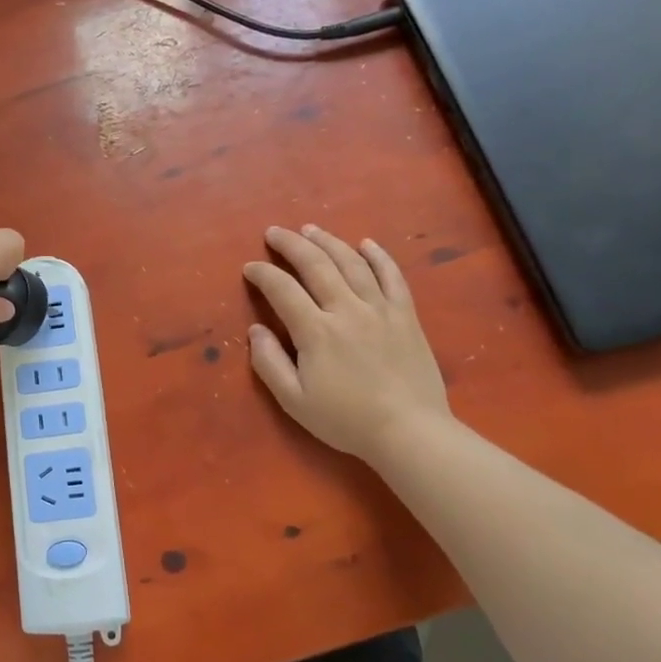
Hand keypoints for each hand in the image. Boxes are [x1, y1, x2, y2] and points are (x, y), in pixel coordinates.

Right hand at [244, 224, 450, 465]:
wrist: (410, 432)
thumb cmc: (346, 420)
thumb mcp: (294, 401)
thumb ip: (269, 363)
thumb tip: (255, 330)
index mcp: (316, 331)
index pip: (282, 289)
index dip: (262, 274)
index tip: (250, 268)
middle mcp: (347, 309)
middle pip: (316, 264)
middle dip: (291, 244)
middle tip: (274, 232)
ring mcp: (380, 309)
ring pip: (352, 262)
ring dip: (328, 242)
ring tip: (310, 229)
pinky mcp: (406, 315)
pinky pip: (392, 276)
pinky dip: (378, 256)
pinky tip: (366, 243)